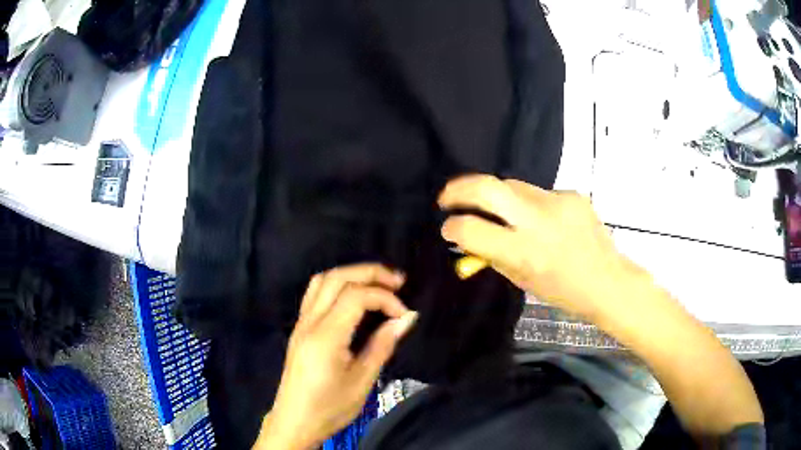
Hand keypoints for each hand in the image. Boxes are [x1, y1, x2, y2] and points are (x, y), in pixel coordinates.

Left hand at [255, 264, 417, 449]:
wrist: (295, 421)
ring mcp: (301, 323)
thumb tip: (407, 318)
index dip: (385, 298)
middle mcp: (310, 322)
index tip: (405, 314)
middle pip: (337, 277)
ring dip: (352, 274)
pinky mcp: (299, 329)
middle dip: (370, 273)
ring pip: (322, 280)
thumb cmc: (330, 407)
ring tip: (378, 283)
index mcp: (326, 336)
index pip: (356, 296)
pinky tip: (353, 297)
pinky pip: (315, 293)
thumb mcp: (362, 381)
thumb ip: (383, 345)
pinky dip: (337, 284)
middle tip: (398, 281)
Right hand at [438, 174, 640, 322]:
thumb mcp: (522, 280)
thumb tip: (469, 237)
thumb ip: (494, 256)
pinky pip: (539, 193)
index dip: (452, 227)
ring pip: (512, 185)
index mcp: (524, 252)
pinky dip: (531, 204)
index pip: (471, 229)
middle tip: (448, 197)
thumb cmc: (563, 291)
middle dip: (458, 188)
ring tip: (502, 212)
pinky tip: (544, 220)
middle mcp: (538, 221)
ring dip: (498, 197)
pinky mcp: (572, 193)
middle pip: (487, 187)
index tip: (448, 228)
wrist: (608, 280)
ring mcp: (557, 202)